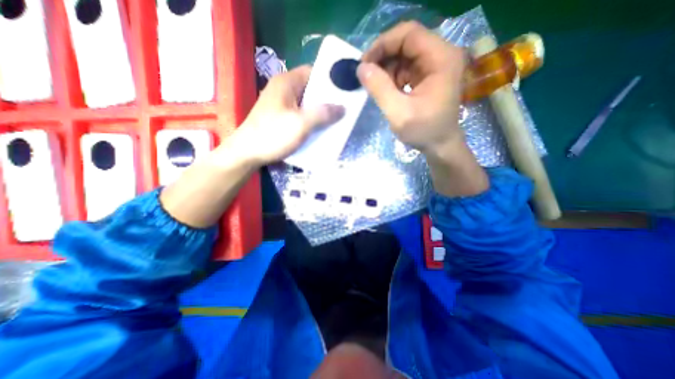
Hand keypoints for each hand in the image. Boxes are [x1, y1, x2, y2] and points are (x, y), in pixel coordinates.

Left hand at [234, 65, 347, 167]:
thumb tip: (342, 108)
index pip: (312, 71)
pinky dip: (310, 120)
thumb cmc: (273, 135)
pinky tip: (319, 129)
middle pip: (310, 89)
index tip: (344, 91)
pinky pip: (300, 114)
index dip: (329, 79)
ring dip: (319, 112)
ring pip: (306, 103)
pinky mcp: (279, 118)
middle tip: (343, 108)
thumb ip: (323, 114)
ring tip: (335, 120)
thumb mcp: (301, 124)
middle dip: (327, 99)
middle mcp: (283, 90)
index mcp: (286, 82)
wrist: (247, 154)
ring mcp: (280, 105)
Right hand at [362, 21, 487, 197]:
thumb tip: (361, 68)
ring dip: (387, 69)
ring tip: (379, 89)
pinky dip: (393, 77)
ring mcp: (436, 65)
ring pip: (404, 55)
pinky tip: (389, 92)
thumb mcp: (398, 112)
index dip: (383, 44)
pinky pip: (407, 68)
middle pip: (406, 42)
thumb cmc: (424, 131)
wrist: (441, 146)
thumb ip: (379, 88)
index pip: (409, 34)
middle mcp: (442, 55)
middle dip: (383, 57)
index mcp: (441, 58)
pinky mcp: (430, 76)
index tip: (364, 63)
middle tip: (367, 76)